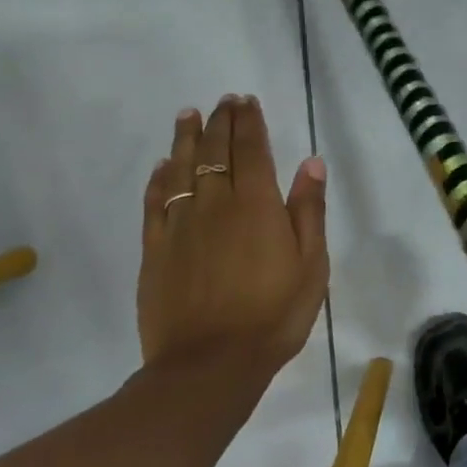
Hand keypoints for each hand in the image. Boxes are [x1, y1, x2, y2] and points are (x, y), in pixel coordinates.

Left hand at [137, 95, 328, 394]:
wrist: (210, 365)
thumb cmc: (273, 315)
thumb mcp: (311, 265)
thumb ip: (309, 210)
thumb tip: (310, 162)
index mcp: (256, 205)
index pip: (250, 149)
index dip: (248, 122)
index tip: (246, 101)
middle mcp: (215, 204)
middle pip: (215, 152)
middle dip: (220, 122)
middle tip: (223, 101)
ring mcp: (180, 225)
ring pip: (181, 169)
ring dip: (186, 138)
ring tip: (188, 115)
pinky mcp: (155, 249)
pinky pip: (155, 202)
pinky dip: (159, 178)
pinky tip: (162, 166)